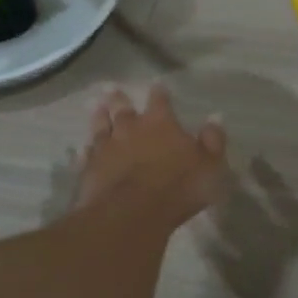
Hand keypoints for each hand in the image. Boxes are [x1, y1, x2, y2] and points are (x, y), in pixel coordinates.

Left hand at [76, 83, 227, 230]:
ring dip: (99, 116)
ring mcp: (106, 148)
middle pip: (123, 108)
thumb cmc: (177, 187)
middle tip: (111, 88)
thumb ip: (212, 141)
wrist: (130, 213)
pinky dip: (85, 150)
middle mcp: (130, 129)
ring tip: (96, 107)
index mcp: (161, 123)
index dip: (159, 92)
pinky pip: (86, 155)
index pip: (160, 101)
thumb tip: (215, 118)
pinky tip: (82, 149)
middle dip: (119, 98)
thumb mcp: (209, 166)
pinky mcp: (89, 169)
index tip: (156, 83)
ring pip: (100, 126)